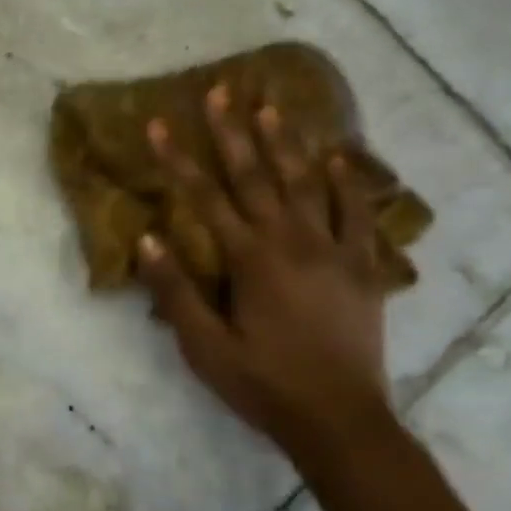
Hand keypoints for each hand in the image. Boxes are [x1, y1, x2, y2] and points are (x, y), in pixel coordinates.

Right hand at [138, 88, 391, 449]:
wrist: (340, 421)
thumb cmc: (263, 384)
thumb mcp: (204, 347)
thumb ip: (175, 291)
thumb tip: (147, 238)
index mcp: (250, 259)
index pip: (205, 197)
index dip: (179, 159)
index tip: (159, 123)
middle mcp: (291, 242)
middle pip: (256, 176)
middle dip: (233, 131)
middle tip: (222, 89)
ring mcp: (333, 251)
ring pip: (307, 184)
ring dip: (287, 143)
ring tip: (272, 106)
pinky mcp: (364, 268)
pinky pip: (358, 216)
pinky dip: (348, 185)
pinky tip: (339, 159)